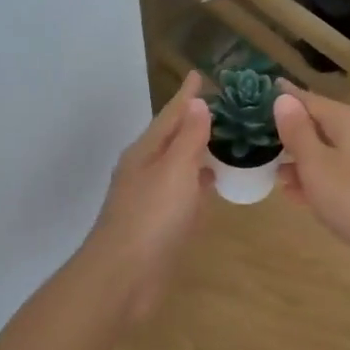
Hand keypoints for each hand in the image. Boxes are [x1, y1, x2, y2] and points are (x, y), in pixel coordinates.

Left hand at [85, 71, 212, 320]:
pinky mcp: (160, 225)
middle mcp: (145, 171)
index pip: (170, 115)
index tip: (199, 74)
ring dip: (198, 153)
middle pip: (172, 139)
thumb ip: (189, 138)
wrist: (124, 276)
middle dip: (194, 122)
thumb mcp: (174, 170)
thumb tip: (197, 104)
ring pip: (178, 167)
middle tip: (224, 107)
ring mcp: (151, 199)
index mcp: (146, 153)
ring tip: (225, 141)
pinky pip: (183, 194)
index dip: (186, 96)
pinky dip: (198, 184)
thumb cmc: (151, 217)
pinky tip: (212, 186)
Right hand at [271, 83, 349, 272]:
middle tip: (260, 144)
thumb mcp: (315, 165)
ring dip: (302, 161)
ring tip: (276, 176)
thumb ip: (297, 132)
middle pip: (319, 125)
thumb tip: (283, 98)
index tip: (257, 99)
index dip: (282, 99)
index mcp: (347, 118)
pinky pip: (340, 172)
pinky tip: (300, 196)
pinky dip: (320, 179)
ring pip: (328, 151)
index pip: (307, 99)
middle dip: (290, 135)